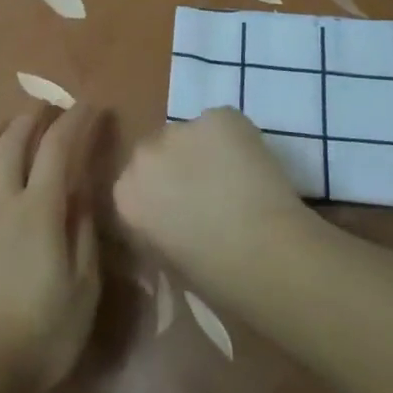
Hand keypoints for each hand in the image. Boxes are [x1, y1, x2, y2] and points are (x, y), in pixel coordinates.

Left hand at [0, 105, 103, 392]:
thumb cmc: (44, 333)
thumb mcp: (84, 288)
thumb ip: (82, 234)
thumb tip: (80, 194)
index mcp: (39, 211)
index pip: (58, 150)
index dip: (75, 122)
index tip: (91, 107)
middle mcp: (2, 204)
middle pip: (12, 145)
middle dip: (31, 118)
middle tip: (46, 107)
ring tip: (4, 125)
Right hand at [115, 107, 311, 282]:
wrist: (266, 254)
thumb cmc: (217, 276)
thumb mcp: (170, 262)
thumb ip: (158, 231)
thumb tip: (171, 223)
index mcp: (126, 195)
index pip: (136, 185)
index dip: (161, 196)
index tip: (181, 212)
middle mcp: (144, 155)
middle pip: (157, 151)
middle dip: (177, 167)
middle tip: (208, 192)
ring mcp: (181, 130)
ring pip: (190, 135)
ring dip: (204, 152)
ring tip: (236, 178)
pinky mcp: (218, 116)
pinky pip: (221, 124)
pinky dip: (235, 140)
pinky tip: (253, 166)